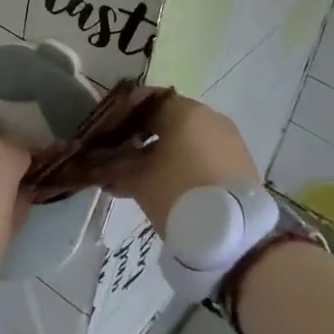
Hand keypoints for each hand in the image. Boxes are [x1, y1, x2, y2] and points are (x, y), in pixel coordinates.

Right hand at [98, 94, 258, 232]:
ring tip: (138, 174)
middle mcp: (208, 116)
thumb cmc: (178, 193)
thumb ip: (112, 166)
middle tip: (116, 153)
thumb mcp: (138, 179)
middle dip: (138, 134)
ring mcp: (228, 139)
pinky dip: (182, 161)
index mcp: (183, 111)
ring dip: (159, 150)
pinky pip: (202, 153)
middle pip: (165, 117)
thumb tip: (94, 164)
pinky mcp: (239, 162)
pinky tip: (166, 184)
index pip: (144, 99)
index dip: (119, 114)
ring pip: (184, 137)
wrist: (235, 234)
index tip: (103, 132)